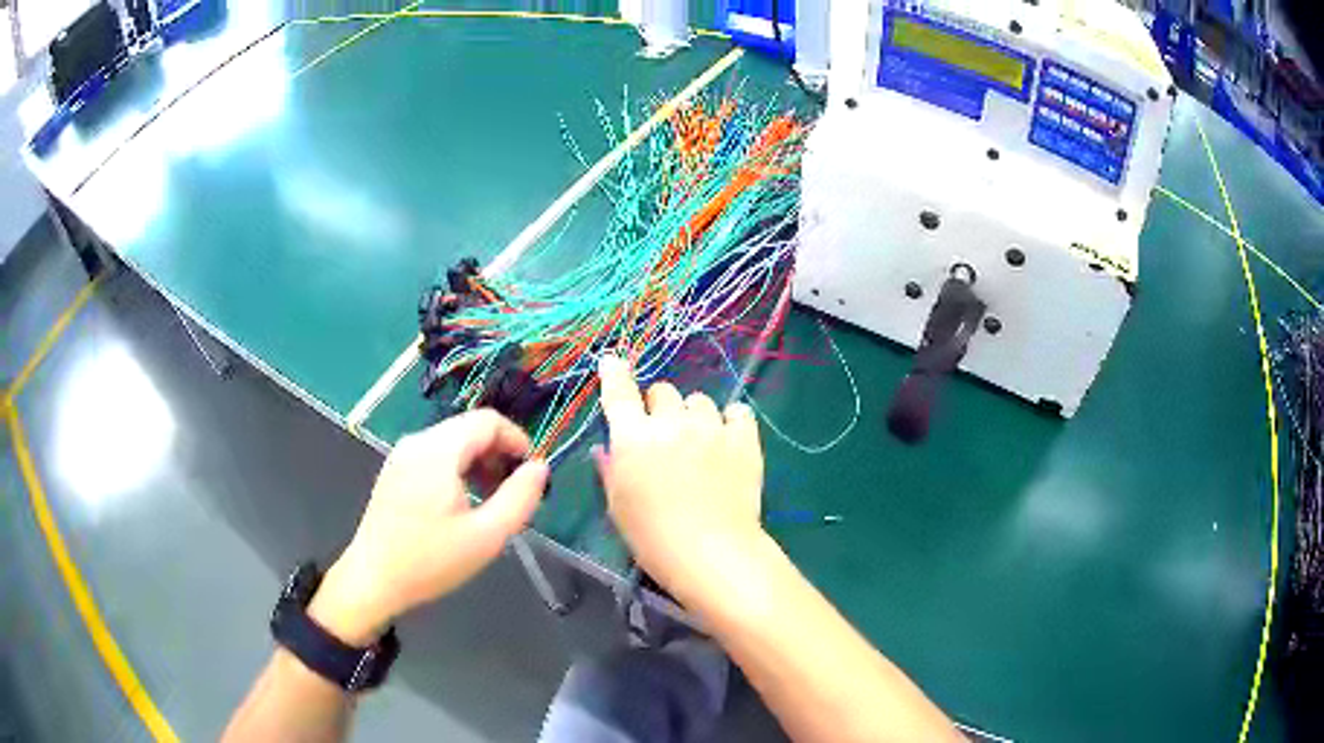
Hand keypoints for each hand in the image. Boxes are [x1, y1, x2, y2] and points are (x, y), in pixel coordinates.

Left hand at [309, 410, 548, 644]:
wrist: (373, 580)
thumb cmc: (430, 561)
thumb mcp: (486, 536)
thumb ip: (519, 498)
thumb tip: (539, 467)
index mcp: (437, 451)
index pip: (487, 421)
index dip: (517, 439)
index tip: (533, 471)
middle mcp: (417, 442)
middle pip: (469, 428)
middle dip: (498, 453)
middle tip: (514, 490)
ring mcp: (401, 455)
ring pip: (452, 441)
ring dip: (479, 461)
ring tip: (491, 499)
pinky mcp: (394, 470)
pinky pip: (434, 455)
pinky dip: (457, 468)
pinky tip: (462, 502)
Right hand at [594, 353, 766, 606]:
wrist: (711, 552)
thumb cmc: (652, 537)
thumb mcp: (618, 506)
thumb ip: (611, 470)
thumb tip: (607, 448)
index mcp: (633, 438)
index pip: (619, 393)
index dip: (615, 374)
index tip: (614, 361)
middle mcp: (670, 423)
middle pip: (663, 391)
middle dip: (658, 406)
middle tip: (663, 434)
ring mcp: (710, 428)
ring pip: (699, 400)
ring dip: (693, 415)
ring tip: (699, 442)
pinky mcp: (743, 439)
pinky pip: (737, 412)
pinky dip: (730, 420)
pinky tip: (728, 438)